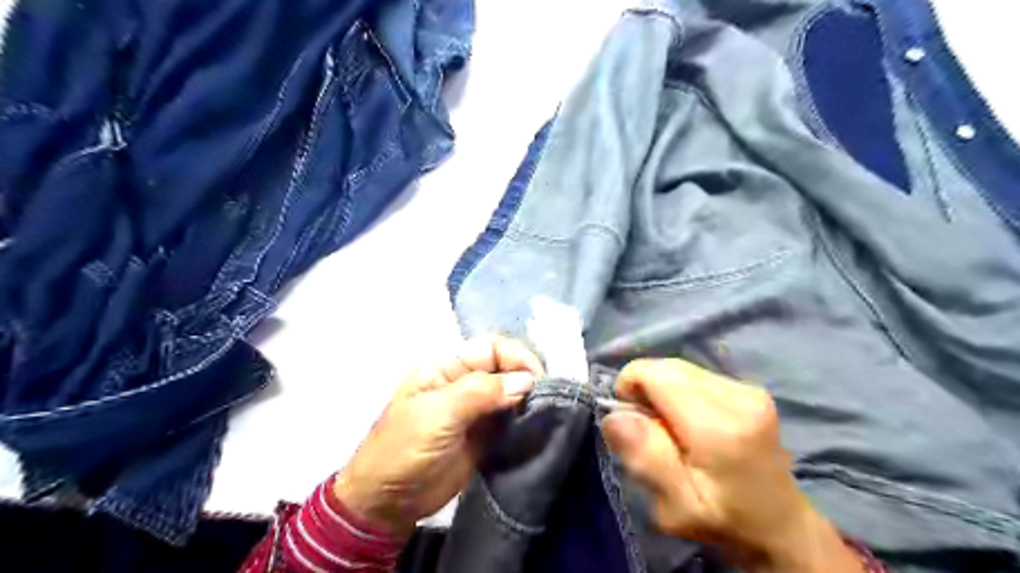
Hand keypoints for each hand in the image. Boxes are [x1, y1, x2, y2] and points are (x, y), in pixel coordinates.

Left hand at [333, 335, 540, 536]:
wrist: (388, 503)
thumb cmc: (405, 448)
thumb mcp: (438, 414)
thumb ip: (481, 392)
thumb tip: (526, 381)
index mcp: (446, 367)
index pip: (491, 348)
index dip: (517, 357)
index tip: (539, 378)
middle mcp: (463, 382)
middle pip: (504, 368)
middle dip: (527, 377)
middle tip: (547, 397)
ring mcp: (475, 409)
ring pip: (511, 393)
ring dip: (529, 399)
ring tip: (547, 411)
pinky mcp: (483, 435)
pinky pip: (510, 419)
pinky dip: (525, 420)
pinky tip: (537, 425)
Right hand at [599, 359, 863, 571]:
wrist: (781, 526)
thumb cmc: (723, 521)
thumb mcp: (676, 507)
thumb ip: (647, 458)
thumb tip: (615, 416)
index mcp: (719, 427)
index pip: (655, 373)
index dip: (630, 388)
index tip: (631, 422)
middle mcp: (738, 397)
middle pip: (667, 367)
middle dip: (646, 390)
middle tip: (651, 430)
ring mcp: (749, 389)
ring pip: (680, 368)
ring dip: (664, 391)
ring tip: (672, 428)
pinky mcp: (750, 388)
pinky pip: (696, 375)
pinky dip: (681, 392)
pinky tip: (691, 422)